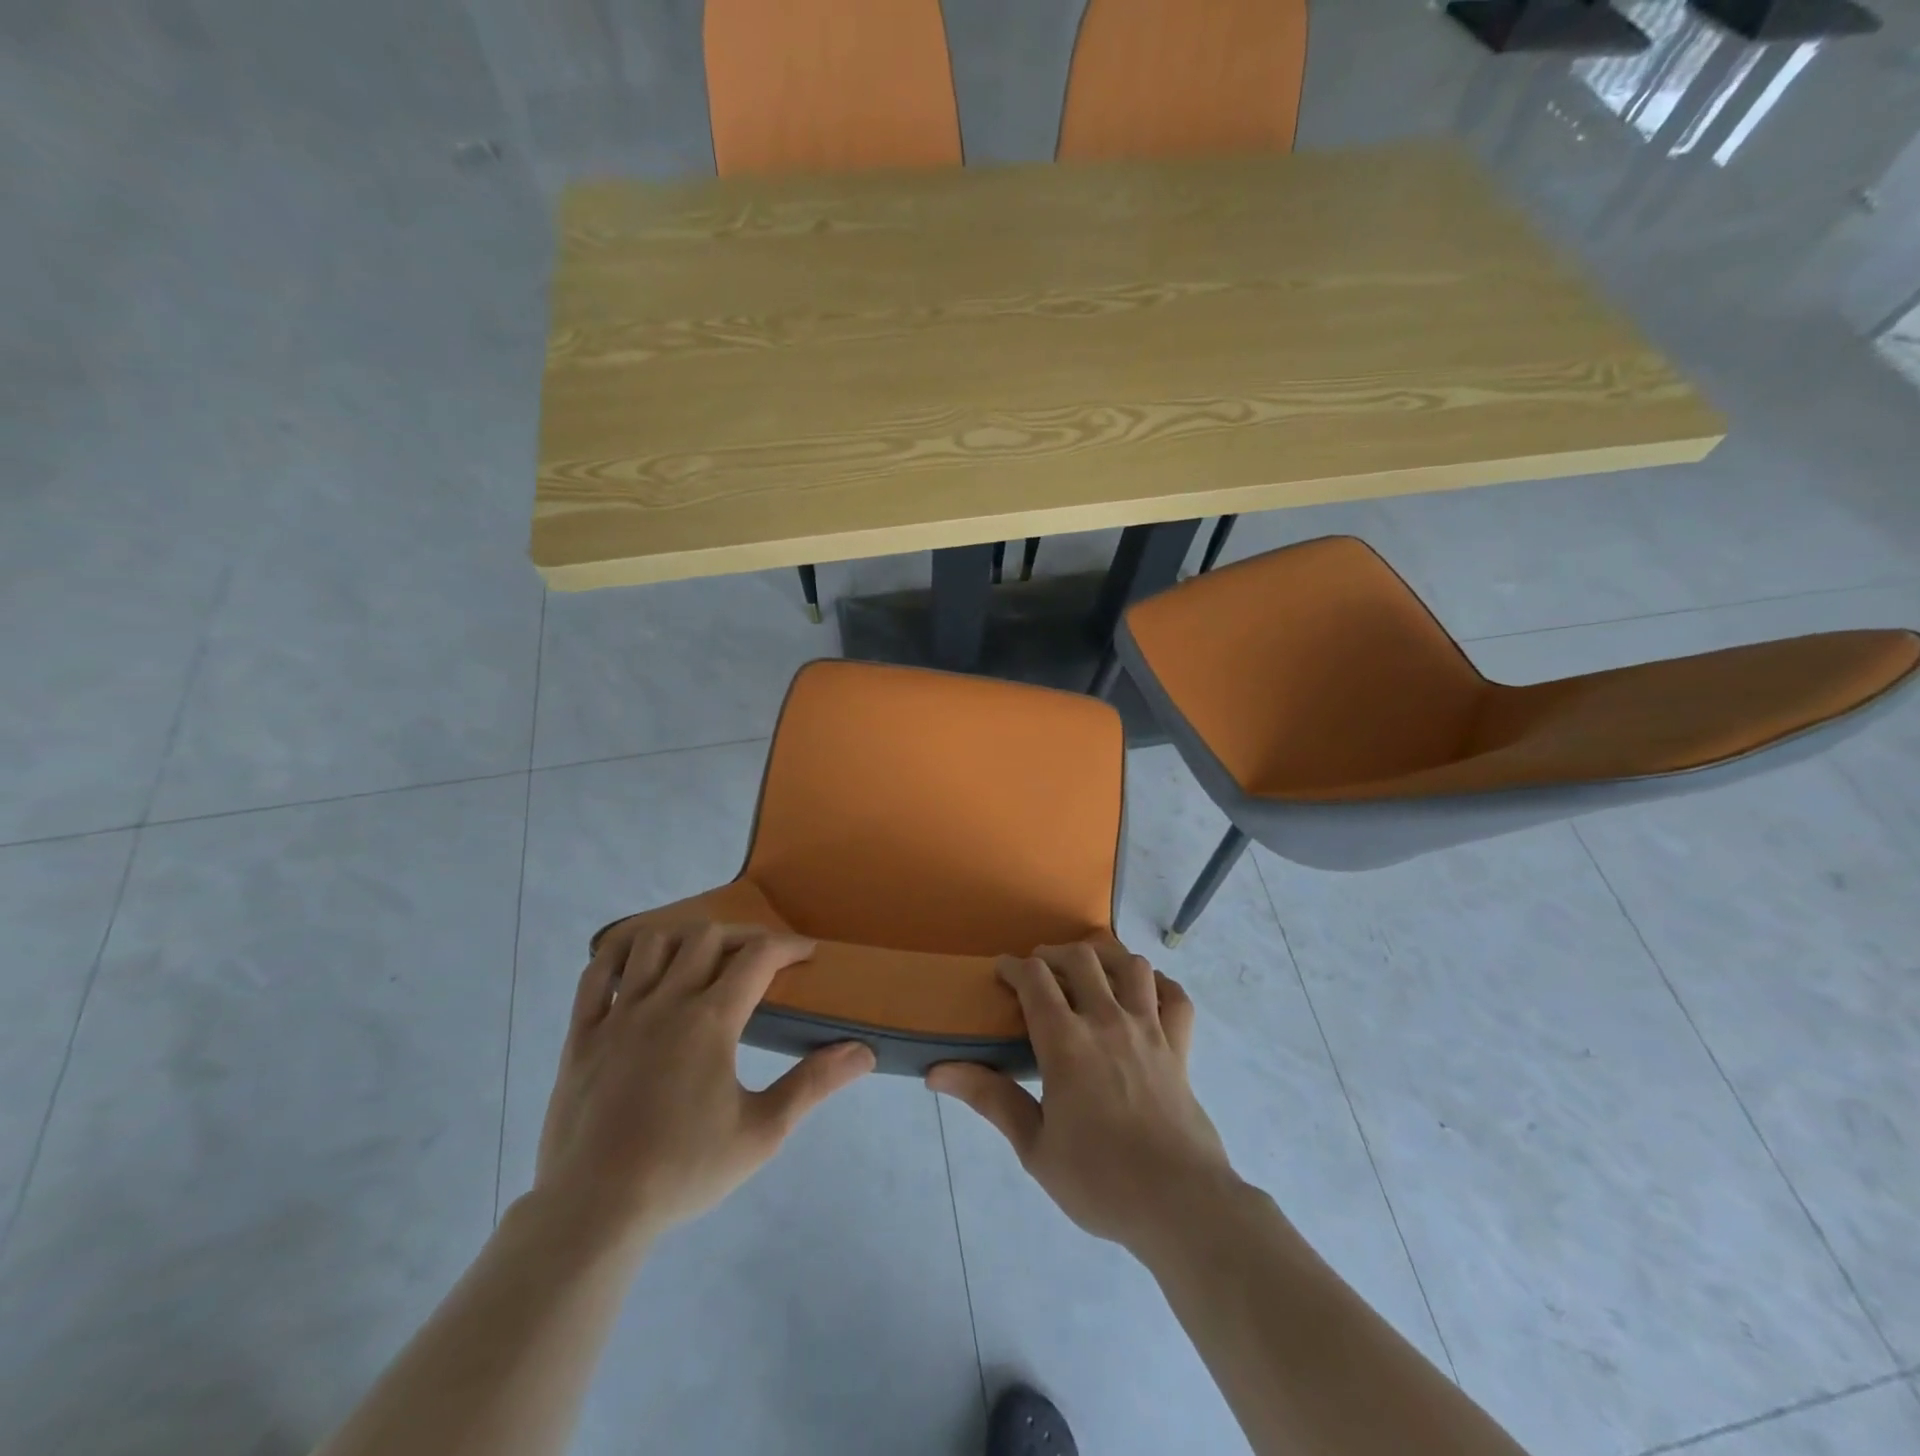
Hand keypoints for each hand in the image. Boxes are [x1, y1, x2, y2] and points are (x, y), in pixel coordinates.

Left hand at [530, 920, 875, 1257]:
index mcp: (711, 1021)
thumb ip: (813, 1084)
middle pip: (707, 937)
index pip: (758, 957)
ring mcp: (618, 1014)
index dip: (788, 946)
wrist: (593, 1212)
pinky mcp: (581, 1034)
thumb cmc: (683, 1171)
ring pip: (653, 943)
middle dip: (742, 936)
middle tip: (761, 958)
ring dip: (685, 939)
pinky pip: (597, 973)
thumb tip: (863, 1051)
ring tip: (703, 957)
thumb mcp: (762, 1133)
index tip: (807, 953)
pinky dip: (619, 952)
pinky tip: (636, 958)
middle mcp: (666, 1002)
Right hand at [927, 942, 1238, 1254]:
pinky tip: (1144, 995)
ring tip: (1091, 974)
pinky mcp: (1180, 1048)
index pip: (1035, 979)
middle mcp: (1107, 1021)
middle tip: (1041, 972)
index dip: (1014, 966)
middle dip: (1054, 955)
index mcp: (1066, 1042)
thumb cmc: (1099, 1180)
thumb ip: (990, 1099)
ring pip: (1131, 966)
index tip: (1002, 972)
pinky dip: (1159, 986)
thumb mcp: (1034, 1147)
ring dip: (1106, 959)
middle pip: (1081, 958)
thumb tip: (936, 1072)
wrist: (1180, 1205)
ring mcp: (1149, 1030)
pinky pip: (1175, 997)